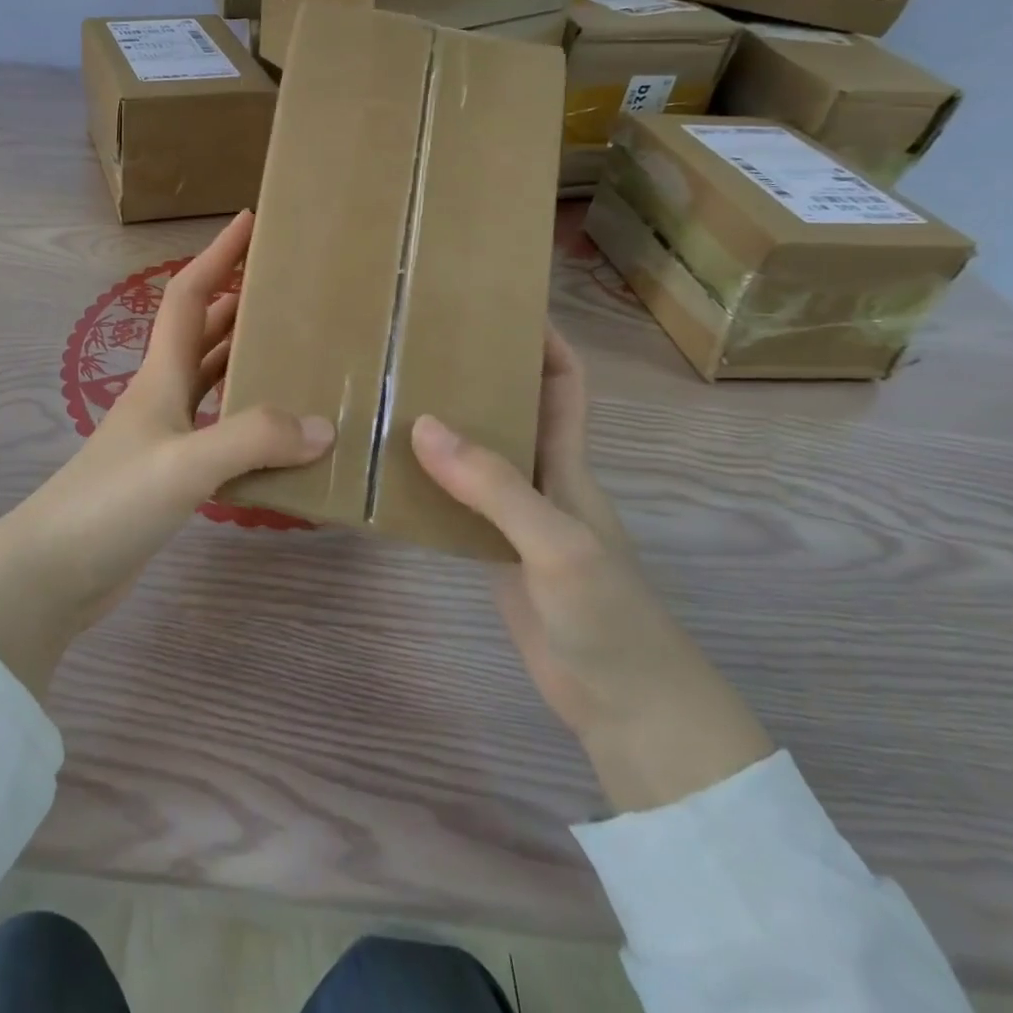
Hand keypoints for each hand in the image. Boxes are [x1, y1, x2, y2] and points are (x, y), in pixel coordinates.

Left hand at [0, 212, 333, 698]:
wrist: (53, 572)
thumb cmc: (110, 504)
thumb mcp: (184, 464)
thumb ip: (253, 439)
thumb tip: (323, 426)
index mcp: (160, 377)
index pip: (189, 297)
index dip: (217, 255)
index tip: (250, 221)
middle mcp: (162, 398)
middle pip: (203, 334)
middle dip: (240, 302)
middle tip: (290, 289)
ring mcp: (164, 438)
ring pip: (213, 383)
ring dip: (247, 360)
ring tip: (297, 352)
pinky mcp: (169, 477)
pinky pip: (219, 433)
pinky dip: (249, 424)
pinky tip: (280, 437)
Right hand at [412, 326, 771, 812]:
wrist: (625, 707)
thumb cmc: (609, 616)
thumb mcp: (556, 544)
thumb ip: (494, 487)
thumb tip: (423, 424)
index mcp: (567, 463)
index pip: (563, 384)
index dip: (543, 340)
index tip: (499, 304)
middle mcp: (539, 479)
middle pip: (511, 409)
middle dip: (475, 373)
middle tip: (417, 347)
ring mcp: (514, 519)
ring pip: (477, 455)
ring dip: (443, 426)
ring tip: (389, 395)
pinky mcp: (491, 553)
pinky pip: (455, 502)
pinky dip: (426, 482)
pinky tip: (387, 473)